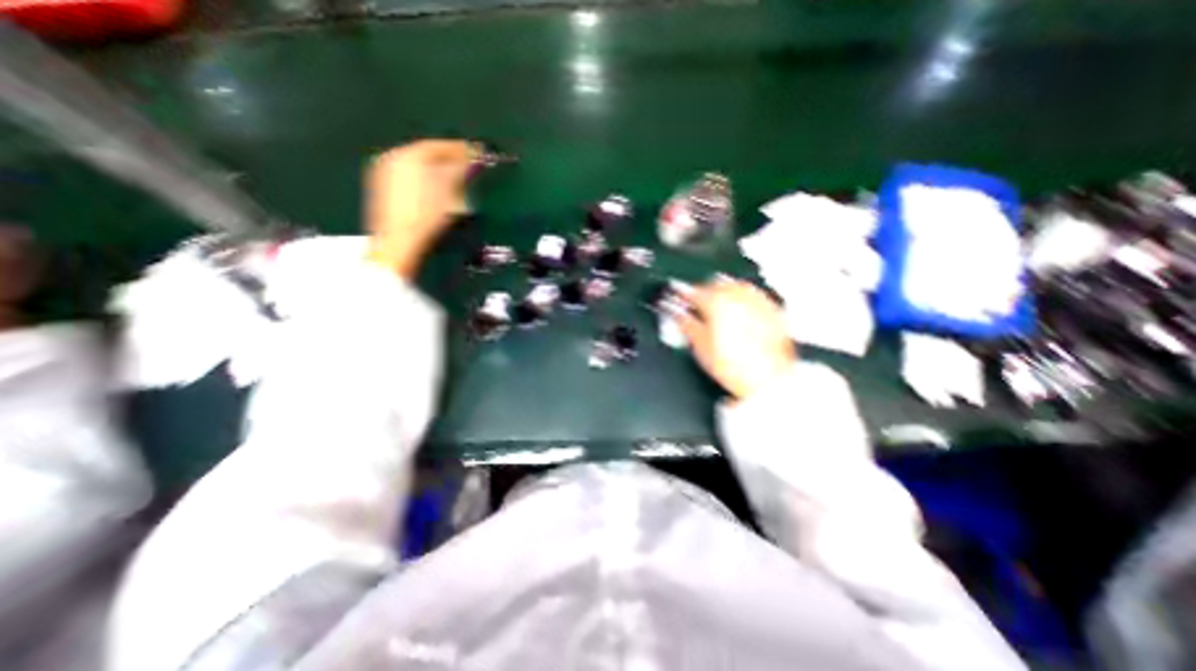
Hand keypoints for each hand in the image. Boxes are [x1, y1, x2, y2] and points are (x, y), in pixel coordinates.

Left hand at [365, 140, 476, 276]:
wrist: (399, 242)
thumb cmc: (425, 214)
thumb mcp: (448, 190)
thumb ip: (461, 168)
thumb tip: (473, 155)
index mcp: (407, 155)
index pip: (439, 145)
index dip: (460, 149)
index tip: (478, 154)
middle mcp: (393, 160)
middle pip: (428, 156)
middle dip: (450, 162)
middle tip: (470, 170)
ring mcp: (386, 176)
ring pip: (420, 169)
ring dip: (440, 174)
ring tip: (457, 185)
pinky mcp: (387, 193)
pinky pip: (412, 180)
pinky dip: (428, 184)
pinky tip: (439, 197)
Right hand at [676, 278, 796, 402]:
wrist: (769, 379)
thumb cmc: (737, 367)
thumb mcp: (701, 347)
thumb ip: (685, 324)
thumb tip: (676, 314)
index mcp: (716, 301)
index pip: (692, 291)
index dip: (682, 296)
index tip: (676, 300)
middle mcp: (738, 295)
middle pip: (714, 284)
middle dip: (703, 293)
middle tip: (695, 306)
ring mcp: (757, 301)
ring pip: (734, 287)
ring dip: (722, 293)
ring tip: (716, 308)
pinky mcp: (772, 310)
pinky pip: (752, 296)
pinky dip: (741, 300)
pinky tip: (738, 313)